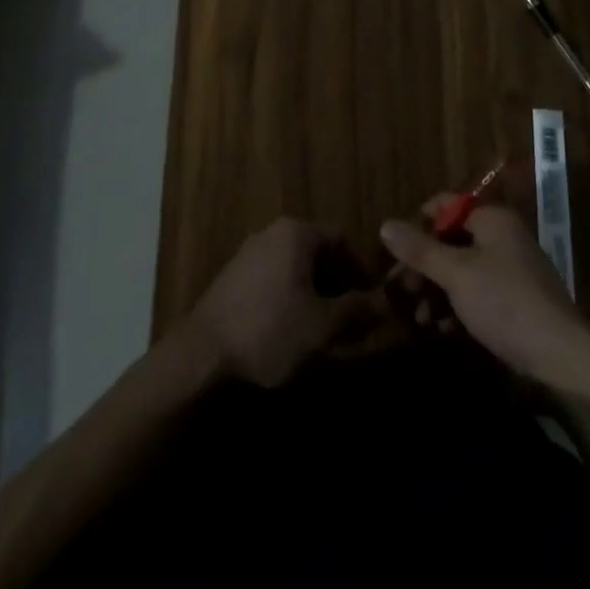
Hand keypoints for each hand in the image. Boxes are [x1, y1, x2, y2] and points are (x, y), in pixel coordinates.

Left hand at [182, 218, 383, 388]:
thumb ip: (359, 311)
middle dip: (340, 285)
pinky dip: (291, 300)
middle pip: (319, 253)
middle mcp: (272, 233)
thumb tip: (389, 303)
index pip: (342, 239)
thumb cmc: (269, 331)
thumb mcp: (323, 326)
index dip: (362, 270)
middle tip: (353, 320)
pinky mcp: (232, 279)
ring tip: (325, 331)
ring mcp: (249, 254)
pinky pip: (274, 280)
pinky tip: (292, 333)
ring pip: (296, 268)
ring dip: (316, 295)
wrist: (200, 356)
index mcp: (296, 233)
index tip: (374, 301)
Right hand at [380, 197, 589, 391]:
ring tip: (418, 318)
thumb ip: (420, 250)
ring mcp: (509, 269)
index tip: (396, 253)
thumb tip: (385, 225)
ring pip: (461, 269)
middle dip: (424, 265)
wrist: (559, 356)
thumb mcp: (456, 274)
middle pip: (451, 239)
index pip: (445, 205)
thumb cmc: (504, 302)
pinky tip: (441, 329)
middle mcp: (501, 236)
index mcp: (492, 218)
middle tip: (401, 291)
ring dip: (436, 290)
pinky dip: (456, 306)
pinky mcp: (513, 300)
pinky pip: (475, 292)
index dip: (418, 224)